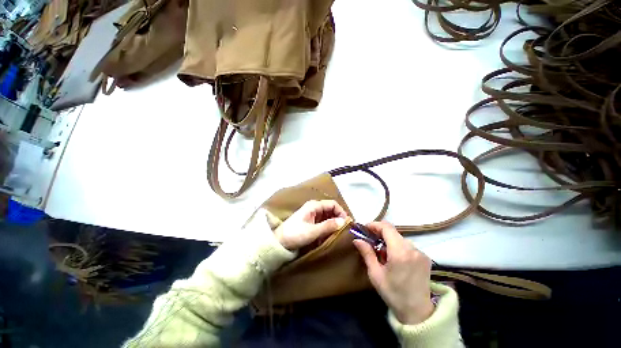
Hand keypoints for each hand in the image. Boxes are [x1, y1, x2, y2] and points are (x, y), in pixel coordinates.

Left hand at [274, 200, 347, 249]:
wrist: (278, 243)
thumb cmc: (294, 235)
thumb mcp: (313, 231)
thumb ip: (329, 226)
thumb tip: (344, 221)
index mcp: (314, 206)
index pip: (333, 204)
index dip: (342, 212)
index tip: (347, 224)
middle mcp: (313, 209)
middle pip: (331, 211)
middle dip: (338, 219)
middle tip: (344, 230)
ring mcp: (311, 217)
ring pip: (327, 218)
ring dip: (333, 226)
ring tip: (338, 235)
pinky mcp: (309, 225)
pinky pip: (322, 225)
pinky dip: (327, 230)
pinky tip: (329, 238)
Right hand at [353, 221, 433, 324]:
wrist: (415, 307)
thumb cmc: (392, 293)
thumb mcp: (376, 275)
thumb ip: (368, 255)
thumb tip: (357, 240)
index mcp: (400, 252)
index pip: (388, 228)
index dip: (375, 225)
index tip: (364, 228)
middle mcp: (413, 248)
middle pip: (396, 234)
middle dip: (382, 237)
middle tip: (371, 247)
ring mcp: (422, 253)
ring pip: (403, 242)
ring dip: (392, 245)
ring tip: (384, 259)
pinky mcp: (426, 258)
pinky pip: (411, 249)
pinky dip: (402, 251)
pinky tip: (397, 264)